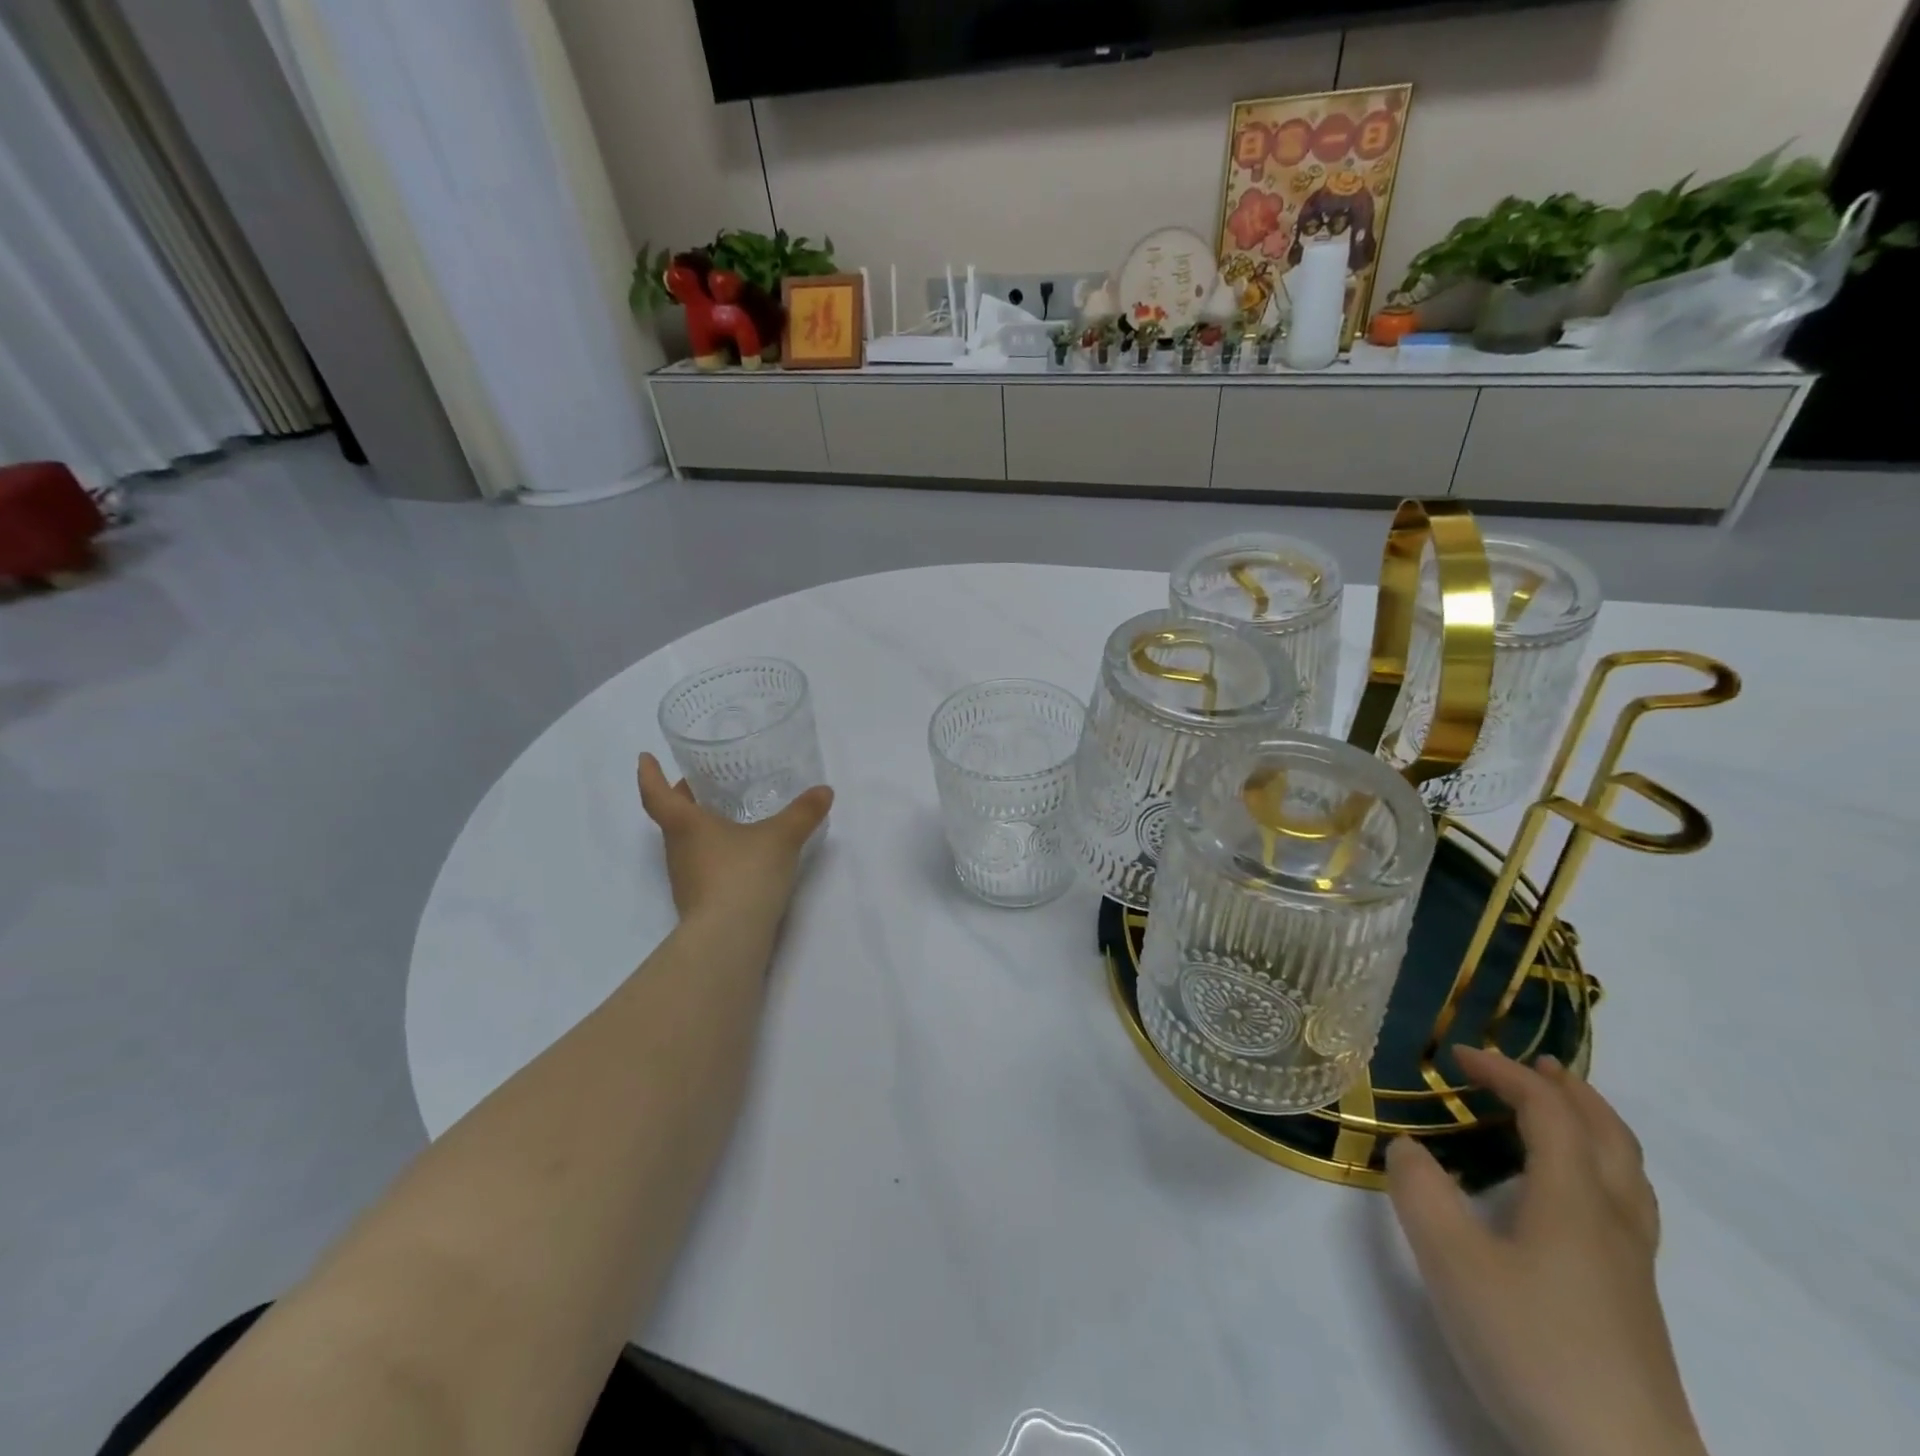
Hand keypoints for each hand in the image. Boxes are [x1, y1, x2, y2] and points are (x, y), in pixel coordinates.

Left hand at [637, 753, 832, 926]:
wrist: (729, 938)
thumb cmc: (744, 874)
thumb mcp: (781, 838)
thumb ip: (803, 813)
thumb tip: (825, 791)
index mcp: (685, 824)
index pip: (656, 794)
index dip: (649, 773)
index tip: (644, 757)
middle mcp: (678, 849)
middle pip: (672, 817)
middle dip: (683, 798)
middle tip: (703, 782)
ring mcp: (686, 878)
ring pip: (686, 842)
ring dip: (699, 826)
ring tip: (726, 814)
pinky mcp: (699, 900)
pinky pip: (702, 865)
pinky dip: (714, 852)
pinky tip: (738, 853)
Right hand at [1386, 1047, 1705, 1455]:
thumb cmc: (1532, 1346)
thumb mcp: (1451, 1261)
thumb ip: (1420, 1191)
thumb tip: (1408, 1147)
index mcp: (1573, 1199)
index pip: (1547, 1111)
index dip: (1505, 1073)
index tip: (1457, 1056)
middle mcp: (1612, 1220)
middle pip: (1608, 1135)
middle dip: (1569, 1090)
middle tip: (1533, 1065)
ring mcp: (1631, 1266)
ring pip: (1628, 1173)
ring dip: (1594, 1126)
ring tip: (1562, 1113)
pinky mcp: (1633, 1302)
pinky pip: (1627, 1205)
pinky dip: (1603, 1168)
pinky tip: (1573, 1195)